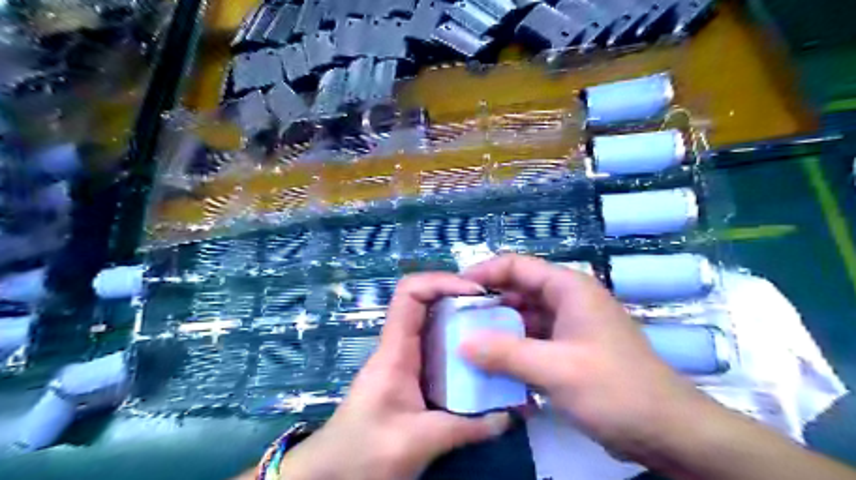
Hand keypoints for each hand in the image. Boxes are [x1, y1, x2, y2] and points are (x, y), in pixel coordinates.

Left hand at [277, 272, 509, 477]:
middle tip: (496, 310)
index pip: (410, 293)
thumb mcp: (417, 441)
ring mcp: (404, 361)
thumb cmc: (362, 452)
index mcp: (394, 351)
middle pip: (426, 302)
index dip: (442, 281)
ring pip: (434, 325)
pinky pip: (437, 350)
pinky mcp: (410, 377)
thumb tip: (509, 415)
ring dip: (463, 322)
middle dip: (460, 299)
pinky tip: (481, 362)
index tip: (477, 293)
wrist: (331, 474)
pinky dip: (459, 347)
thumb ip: (466, 428)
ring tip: (496, 331)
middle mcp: (399, 347)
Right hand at [458, 255, 716, 461]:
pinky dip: (512, 349)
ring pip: (522, 317)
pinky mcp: (568, 350)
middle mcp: (567, 300)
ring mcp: (568, 326)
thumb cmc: (615, 389)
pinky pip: (532, 340)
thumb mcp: (556, 369)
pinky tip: (492, 365)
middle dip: (486, 304)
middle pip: (517, 290)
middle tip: (454, 321)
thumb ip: (505, 353)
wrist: (667, 431)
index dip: (483, 273)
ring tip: (465, 343)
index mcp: (568, 288)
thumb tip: (461, 343)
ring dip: (497, 329)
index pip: (516, 265)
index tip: (454, 291)